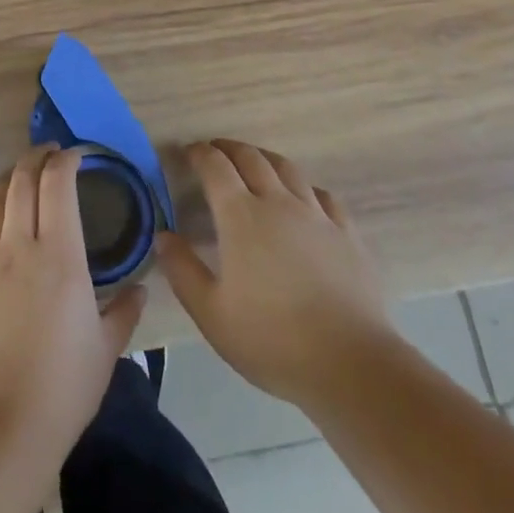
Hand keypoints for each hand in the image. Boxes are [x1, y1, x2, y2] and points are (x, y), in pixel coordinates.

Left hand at [0, 145, 146, 463]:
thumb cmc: (62, 389)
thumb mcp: (106, 351)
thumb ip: (124, 311)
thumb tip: (140, 288)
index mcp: (59, 255)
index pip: (57, 184)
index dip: (65, 161)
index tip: (76, 156)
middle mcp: (18, 247)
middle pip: (20, 181)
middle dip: (35, 158)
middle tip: (49, 154)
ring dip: (7, 182)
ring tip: (19, 179)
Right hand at [156, 139, 393, 412]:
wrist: (350, 364)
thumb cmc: (272, 340)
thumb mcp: (211, 313)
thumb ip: (182, 270)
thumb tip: (162, 235)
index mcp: (241, 216)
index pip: (215, 167)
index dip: (199, 153)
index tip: (188, 152)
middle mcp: (278, 202)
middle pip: (251, 157)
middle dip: (229, 148)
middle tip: (215, 151)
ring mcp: (316, 214)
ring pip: (287, 168)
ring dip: (265, 158)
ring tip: (255, 163)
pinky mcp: (346, 233)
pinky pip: (323, 195)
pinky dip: (305, 187)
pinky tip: (304, 199)